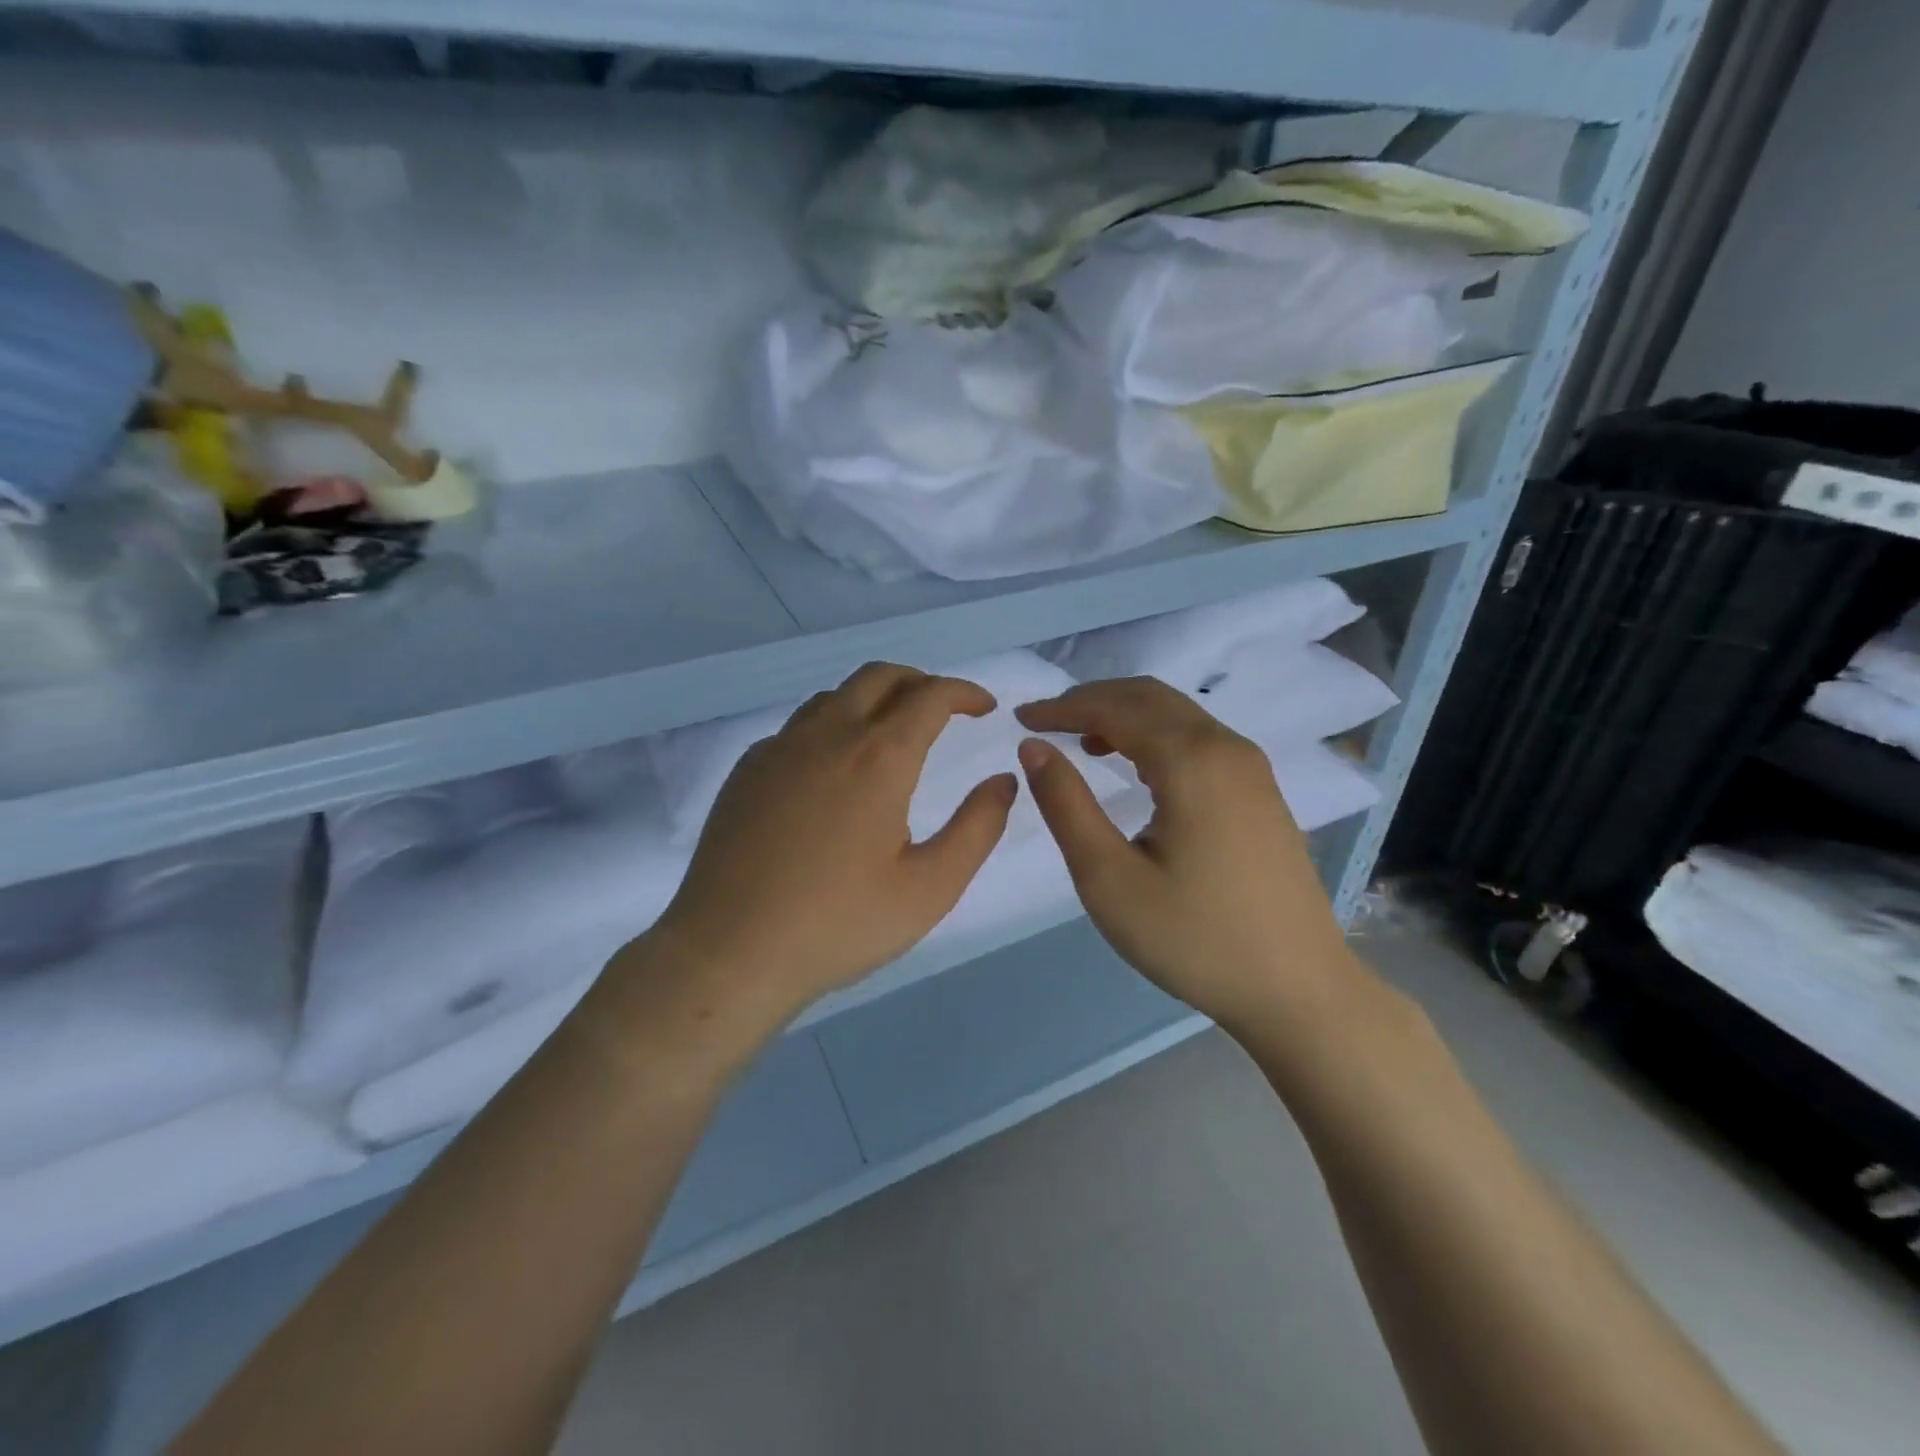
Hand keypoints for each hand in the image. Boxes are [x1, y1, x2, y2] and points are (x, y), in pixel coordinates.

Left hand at [637, 663, 1017, 1031]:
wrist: (729, 952)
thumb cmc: (839, 924)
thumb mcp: (930, 888)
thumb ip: (977, 828)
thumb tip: (1003, 780)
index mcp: (878, 757)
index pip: (930, 696)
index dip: (964, 692)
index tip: (984, 706)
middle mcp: (827, 735)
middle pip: (879, 677)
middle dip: (920, 681)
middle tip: (943, 709)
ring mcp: (779, 749)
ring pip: (834, 696)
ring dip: (873, 700)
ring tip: (892, 734)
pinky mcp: (747, 770)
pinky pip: (798, 727)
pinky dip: (831, 727)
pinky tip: (832, 770)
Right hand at [1014, 677, 1362, 1030]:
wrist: (1297, 989)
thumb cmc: (1194, 938)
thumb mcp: (1109, 878)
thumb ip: (1066, 804)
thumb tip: (1034, 747)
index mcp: (1191, 760)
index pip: (1114, 707)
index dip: (1062, 708)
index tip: (1020, 720)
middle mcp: (1226, 747)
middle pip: (1149, 697)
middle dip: (1091, 700)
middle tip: (1045, 723)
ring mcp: (1251, 768)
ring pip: (1177, 715)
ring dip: (1124, 716)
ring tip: (1080, 741)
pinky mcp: (1260, 791)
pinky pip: (1198, 739)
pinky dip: (1155, 736)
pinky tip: (1135, 767)